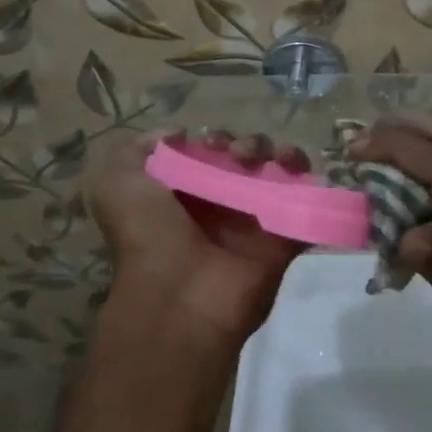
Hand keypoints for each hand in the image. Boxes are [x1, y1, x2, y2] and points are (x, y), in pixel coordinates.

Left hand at [87, 130, 307, 348]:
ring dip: (284, 154)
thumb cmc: (148, 237)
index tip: (212, 143)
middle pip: (250, 157)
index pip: (212, 151)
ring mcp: (256, 221)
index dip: (216, 138)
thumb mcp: (117, 185)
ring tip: (280, 158)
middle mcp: (222, 203)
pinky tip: (303, 172)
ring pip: (281, 173)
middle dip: (251, 143)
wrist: (179, 297)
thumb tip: (175, 133)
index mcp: (186, 191)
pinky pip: (309, 205)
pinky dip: (314, 184)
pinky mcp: (285, 239)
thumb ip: (135, 151)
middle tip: (242, 155)